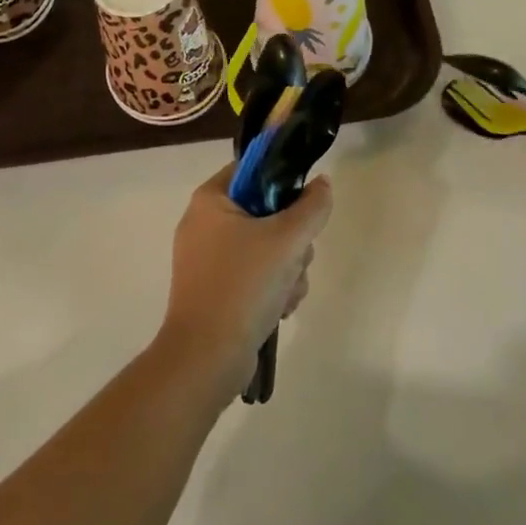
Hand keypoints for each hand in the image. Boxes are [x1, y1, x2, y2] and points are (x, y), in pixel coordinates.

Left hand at [158, 164, 332, 394]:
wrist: (207, 355)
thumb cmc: (243, 285)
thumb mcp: (286, 239)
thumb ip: (312, 206)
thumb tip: (321, 184)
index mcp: (210, 200)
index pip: (252, 169)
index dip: (283, 181)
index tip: (305, 205)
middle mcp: (204, 223)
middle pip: (266, 213)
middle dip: (292, 241)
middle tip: (294, 259)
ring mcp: (208, 259)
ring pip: (268, 248)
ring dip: (288, 270)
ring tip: (286, 292)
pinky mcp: (217, 289)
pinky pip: (255, 275)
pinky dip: (273, 289)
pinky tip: (279, 308)